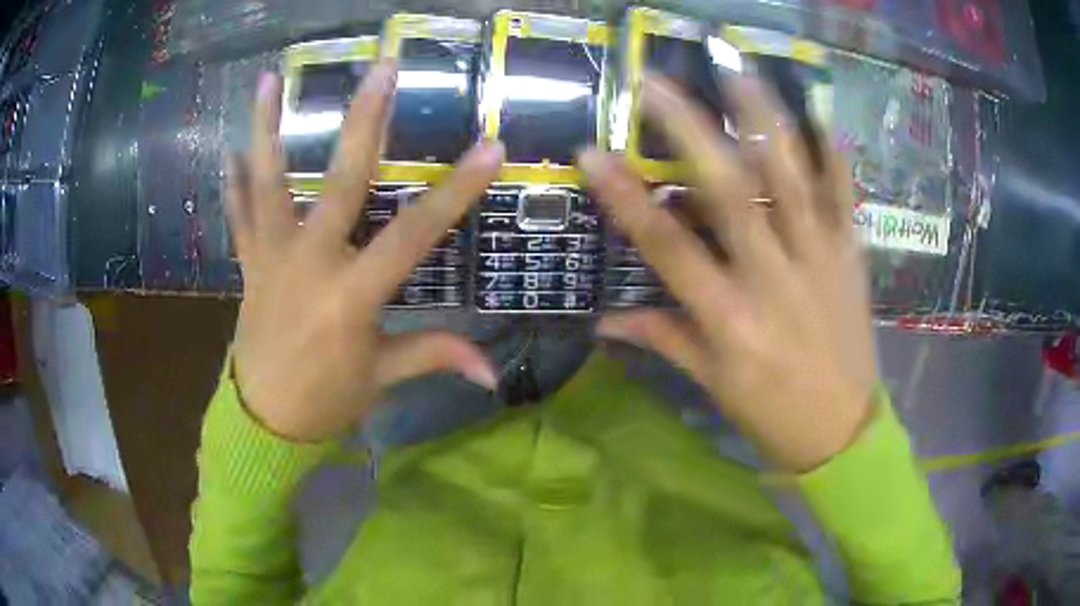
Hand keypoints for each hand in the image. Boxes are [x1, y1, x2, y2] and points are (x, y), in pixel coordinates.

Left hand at [227, 62, 501, 441]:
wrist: (264, 421)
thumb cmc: (327, 400)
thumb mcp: (382, 377)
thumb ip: (435, 355)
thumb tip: (493, 373)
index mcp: (352, 297)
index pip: (413, 236)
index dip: (453, 192)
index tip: (488, 148)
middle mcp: (309, 264)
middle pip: (340, 183)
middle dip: (364, 122)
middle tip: (382, 69)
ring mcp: (271, 258)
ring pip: (268, 184)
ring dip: (267, 129)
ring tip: (269, 80)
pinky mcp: (247, 264)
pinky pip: (237, 216)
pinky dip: (232, 182)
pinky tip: (229, 148)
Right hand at [581, 75, 876, 471]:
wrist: (842, 432)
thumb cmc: (770, 413)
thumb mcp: (711, 383)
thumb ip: (662, 338)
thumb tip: (603, 319)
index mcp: (730, 319)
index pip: (668, 247)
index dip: (626, 198)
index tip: (592, 152)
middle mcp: (774, 280)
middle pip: (732, 194)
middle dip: (691, 132)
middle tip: (659, 84)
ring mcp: (820, 262)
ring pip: (793, 181)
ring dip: (765, 121)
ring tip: (739, 72)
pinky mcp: (853, 258)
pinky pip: (845, 198)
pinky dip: (834, 155)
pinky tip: (819, 115)